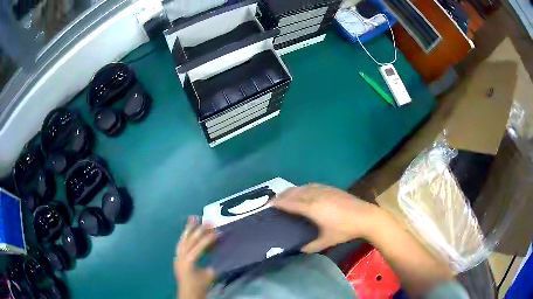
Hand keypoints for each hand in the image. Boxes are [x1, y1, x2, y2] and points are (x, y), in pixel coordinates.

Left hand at [174, 216, 216, 298]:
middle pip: (189, 240)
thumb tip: (218, 253)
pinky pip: (181, 244)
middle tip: (207, 221)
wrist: (188, 294)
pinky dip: (185, 237)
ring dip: (188, 230)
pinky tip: (188, 233)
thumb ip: (212, 264)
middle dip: (198, 230)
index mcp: (189, 261)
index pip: (199, 246)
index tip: (218, 231)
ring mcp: (178, 257)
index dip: (208, 238)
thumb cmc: (199, 287)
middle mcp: (181, 256)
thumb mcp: (209, 276)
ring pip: (183, 240)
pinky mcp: (178, 258)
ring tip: (193, 219)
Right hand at [273, 184, 379, 252]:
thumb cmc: (345, 230)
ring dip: (291, 191)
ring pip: (302, 187)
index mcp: (312, 208)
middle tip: (273, 202)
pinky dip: (302, 188)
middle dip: (281, 196)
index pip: (290, 203)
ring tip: (285, 196)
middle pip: (294, 192)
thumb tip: (299, 249)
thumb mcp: (326, 241)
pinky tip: (303, 192)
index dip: (278, 203)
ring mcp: (324, 190)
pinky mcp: (331, 188)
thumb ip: (311, 246)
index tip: (267, 205)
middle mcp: (315, 195)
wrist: (365, 216)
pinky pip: (311, 185)